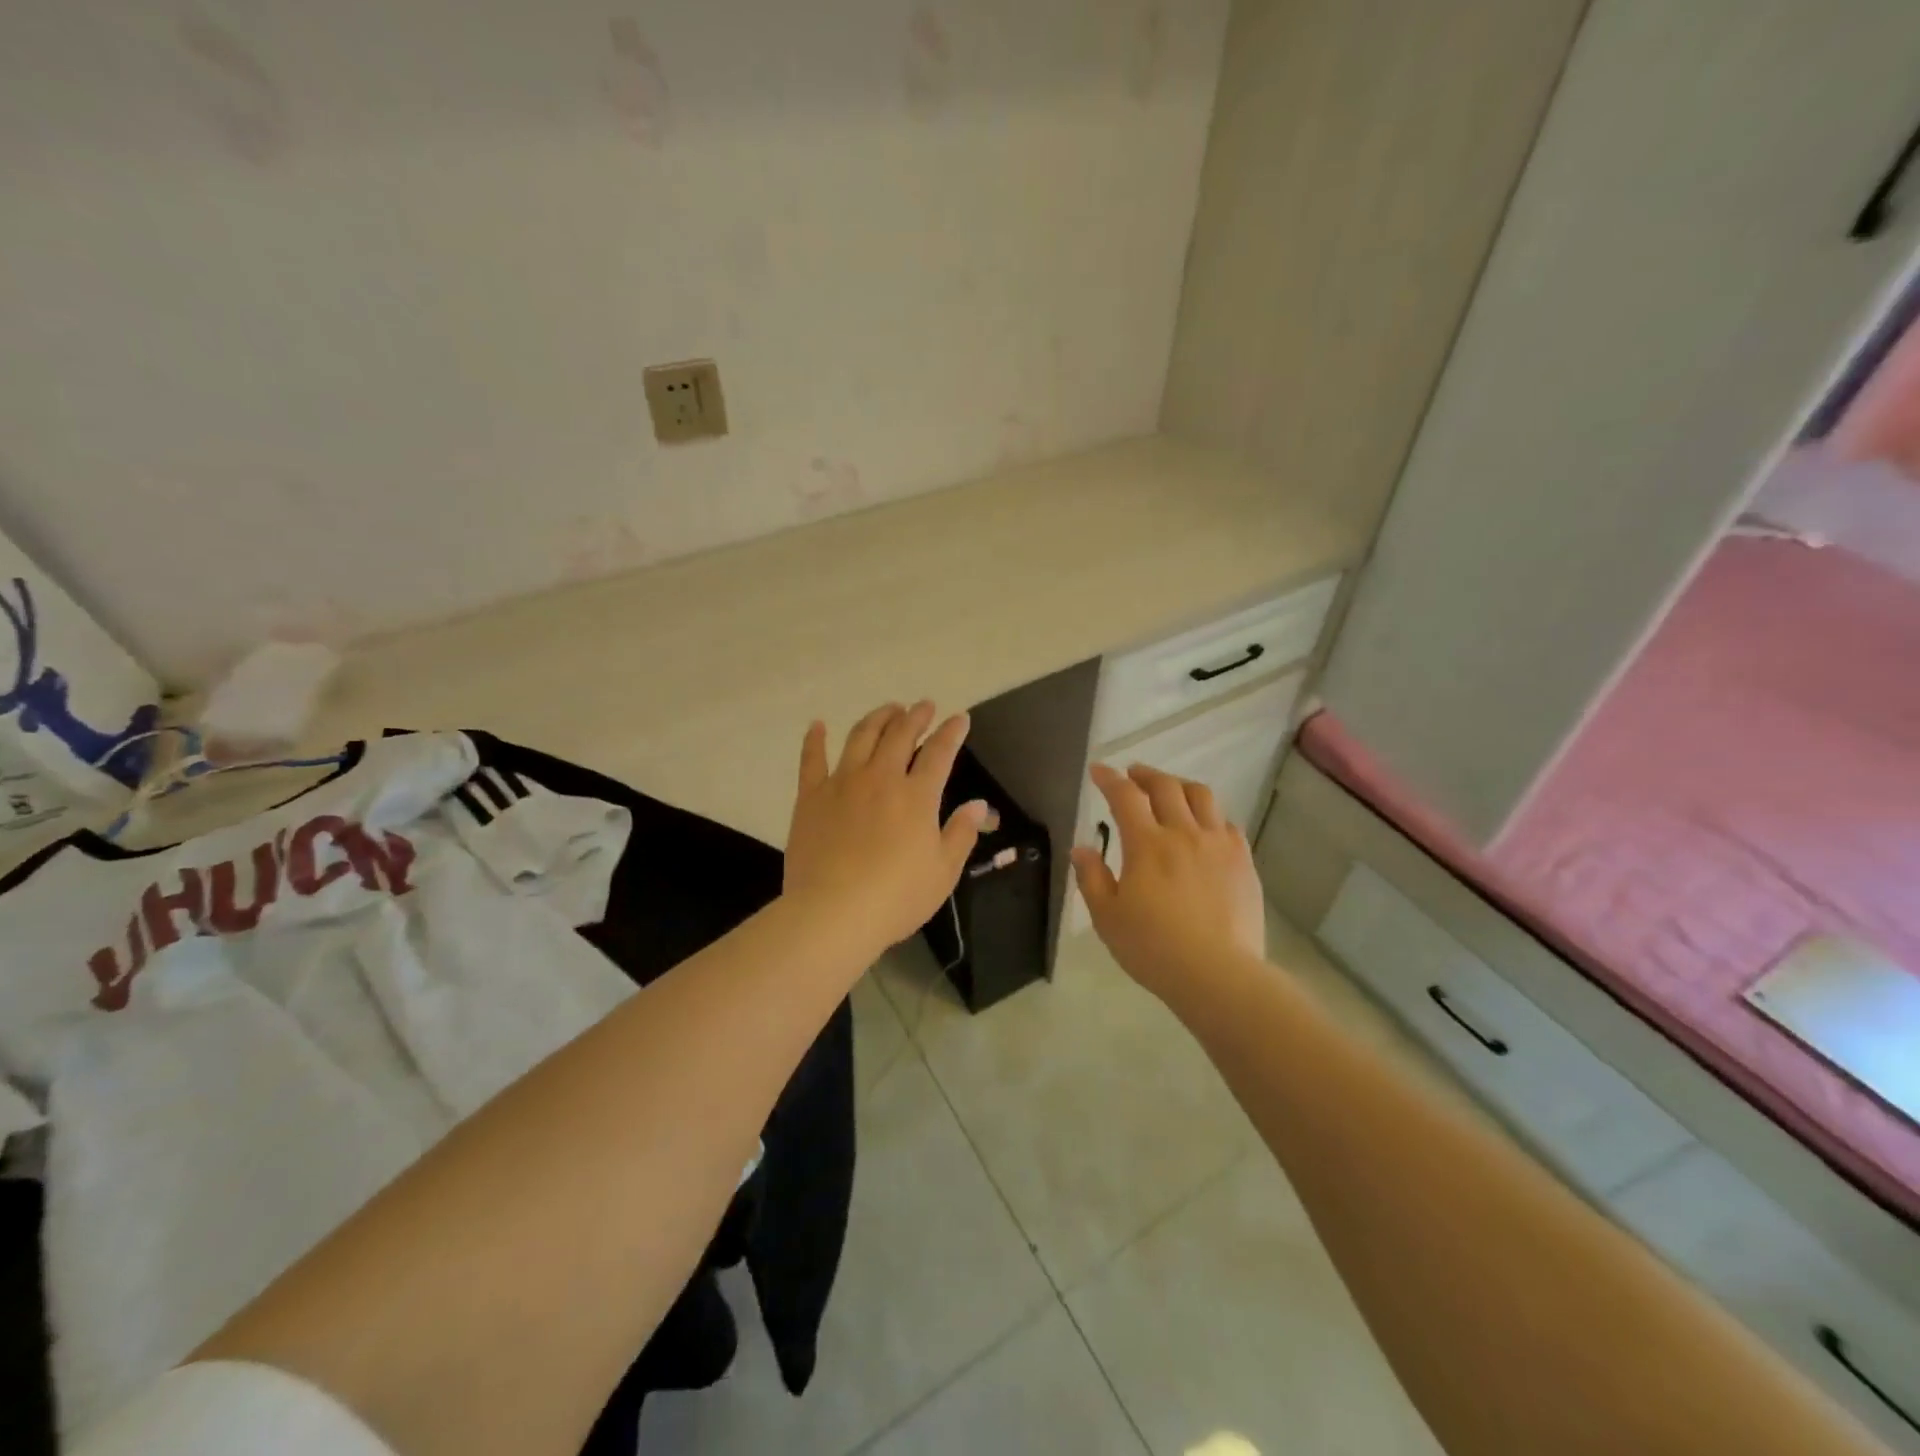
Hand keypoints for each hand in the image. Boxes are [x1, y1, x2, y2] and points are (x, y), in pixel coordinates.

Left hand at [783, 701, 989, 952]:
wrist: (833, 913)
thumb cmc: (896, 897)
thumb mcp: (943, 872)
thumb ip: (961, 833)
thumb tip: (979, 804)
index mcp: (917, 796)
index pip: (939, 752)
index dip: (952, 732)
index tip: (959, 718)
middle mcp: (881, 778)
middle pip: (900, 735)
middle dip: (916, 716)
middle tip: (924, 706)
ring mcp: (842, 783)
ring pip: (861, 736)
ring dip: (878, 718)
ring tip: (888, 709)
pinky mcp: (811, 796)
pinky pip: (812, 759)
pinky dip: (815, 739)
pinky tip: (818, 725)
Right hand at [1071, 763, 1266, 1010]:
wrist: (1218, 974)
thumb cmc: (1153, 948)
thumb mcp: (1107, 917)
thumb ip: (1091, 877)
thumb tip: (1081, 847)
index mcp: (1147, 844)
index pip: (1125, 796)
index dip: (1109, 778)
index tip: (1098, 770)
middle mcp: (1184, 833)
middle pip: (1166, 786)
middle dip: (1145, 775)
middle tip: (1133, 775)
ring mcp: (1218, 844)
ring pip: (1202, 796)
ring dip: (1180, 786)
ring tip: (1170, 791)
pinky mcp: (1243, 861)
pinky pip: (1227, 824)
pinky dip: (1210, 816)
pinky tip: (1204, 827)